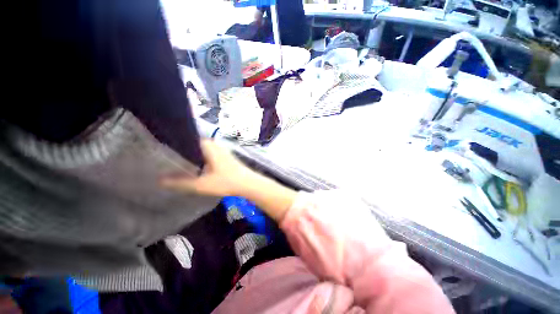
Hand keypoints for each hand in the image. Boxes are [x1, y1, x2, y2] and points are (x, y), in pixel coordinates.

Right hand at [161, 139, 296, 221]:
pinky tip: (195, 166)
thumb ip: (180, 182)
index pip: (186, 138)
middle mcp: (214, 144)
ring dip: (191, 155)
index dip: (174, 143)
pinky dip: (200, 158)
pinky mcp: (225, 156)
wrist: (248, 183)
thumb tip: (159, 180)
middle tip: (165, 158)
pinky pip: (208, 154)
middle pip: (193, 144)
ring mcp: (221, 150)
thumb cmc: (226, 182)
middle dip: (181, 150)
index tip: (161, 149)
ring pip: (201, 149)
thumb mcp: (201, 184)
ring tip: (176, 162)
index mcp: (208, 145)